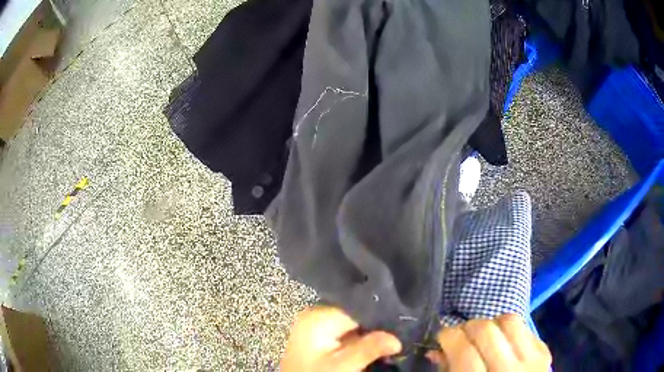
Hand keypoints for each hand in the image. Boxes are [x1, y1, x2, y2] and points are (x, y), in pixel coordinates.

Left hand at [281, 306, 401, 370]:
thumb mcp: (343, 365)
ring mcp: (316, 327)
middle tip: (397, 334)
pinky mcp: (318, 339)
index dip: (379, 317)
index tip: (399, 324)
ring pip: (351, 326)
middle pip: (354, 316)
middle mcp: (315, 316)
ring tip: (388, 341)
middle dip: (375, 327)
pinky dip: (358, 341)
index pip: (357, 308)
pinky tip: (371, 347)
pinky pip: (344, 334)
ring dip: (368, 336)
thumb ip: (369, 349)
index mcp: (317, 316)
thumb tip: (397, 340)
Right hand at [427, 314, 551, 371]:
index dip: (449, 337)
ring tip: (483, 335)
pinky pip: (525, 326)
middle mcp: (509, 371)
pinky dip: (509, 328)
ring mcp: (532, 359)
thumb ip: (448, 371)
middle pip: (486, 330)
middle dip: (467, 327)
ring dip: (491, 323)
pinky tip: (503, 339)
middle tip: (461, 335)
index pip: (465, 352)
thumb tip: (436, 350)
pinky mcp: (544, 351)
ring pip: (510, 320)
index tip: (442, 337)